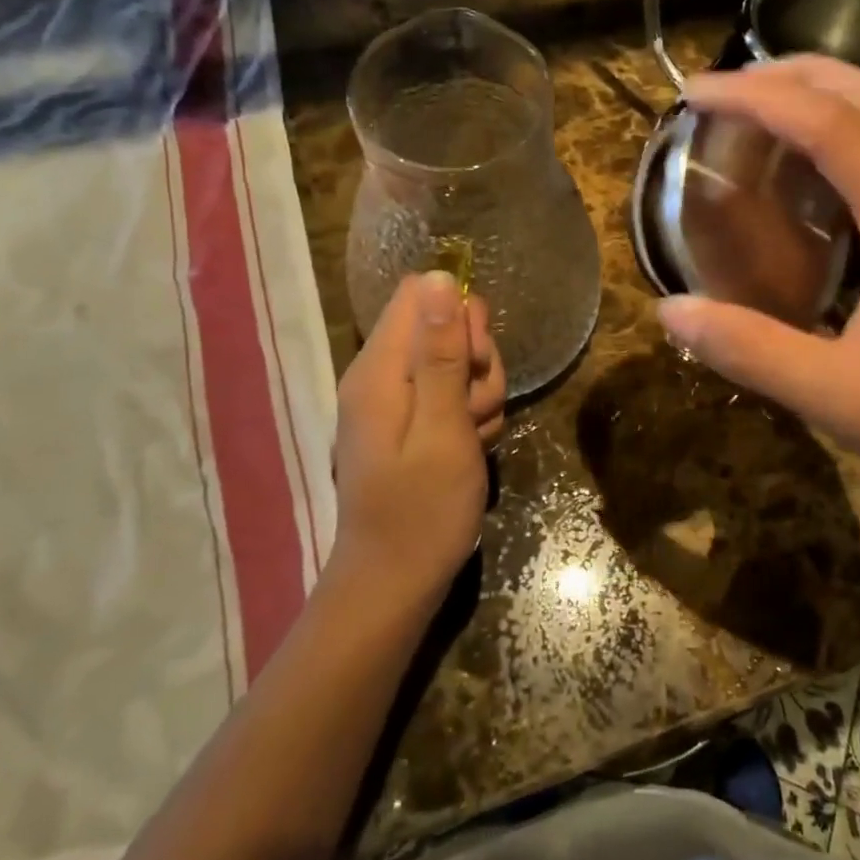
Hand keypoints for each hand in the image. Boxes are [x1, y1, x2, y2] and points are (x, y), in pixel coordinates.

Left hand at [331, 272, 505, 606]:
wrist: (396, 582)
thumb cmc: (422, 509)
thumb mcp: (444, 427)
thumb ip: (441, 353)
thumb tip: (438, 278)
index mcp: (380, 368)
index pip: (420, 294)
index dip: (459, 315)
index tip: (475, 359)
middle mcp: (382, 374)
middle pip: (443, 326)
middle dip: (476, 360)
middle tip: (476, 408)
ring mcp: (396, 399)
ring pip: (455, 362)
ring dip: (479, 392)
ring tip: (473, 436)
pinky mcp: (410, 421)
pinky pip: (450, 394)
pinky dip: (469, 415)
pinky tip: (471, 447)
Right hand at [656, 56, 859, 527]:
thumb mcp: (838, 397)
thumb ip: (749, 350)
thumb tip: (670, 311)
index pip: (829, 123)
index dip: (756, 97)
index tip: (695, 94)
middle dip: (792, 73)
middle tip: (724, 91)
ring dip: (824, 96)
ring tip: (759, 117)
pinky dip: (849, 134)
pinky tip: (814, 177)